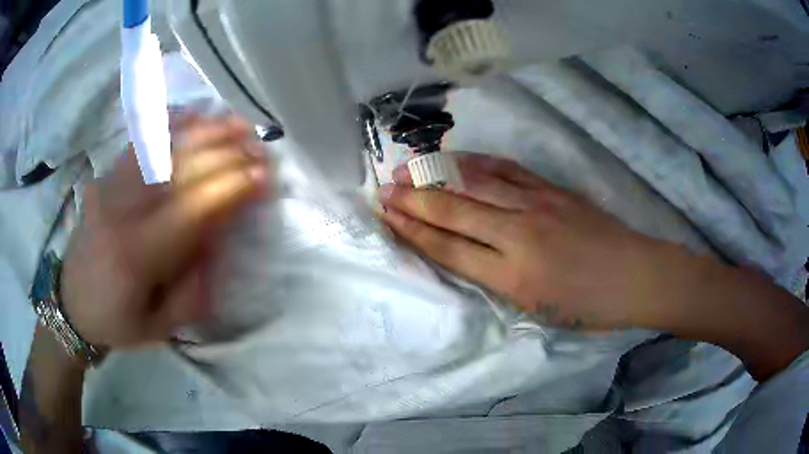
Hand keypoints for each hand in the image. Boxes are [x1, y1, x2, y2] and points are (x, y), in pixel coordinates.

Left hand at [61, 115, 270, 348]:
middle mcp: (121, 212)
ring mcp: (110, 187)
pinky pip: (141, 142)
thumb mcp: (161, 325)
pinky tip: (194, 115)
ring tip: (237, 122)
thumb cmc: (117, 322)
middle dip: (226, 153)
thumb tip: (219, 237)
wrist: (71, 305)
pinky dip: (170, 124)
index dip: (231, 187)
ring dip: (203, 130)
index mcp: (136, 256)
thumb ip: (193, 286)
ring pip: (162, 147)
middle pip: (179, 169)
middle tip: (260, 146)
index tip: (264, 177)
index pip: (191, 208)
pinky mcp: (105, 177)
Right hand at [377, 152, 664, 329]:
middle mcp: (519, 235)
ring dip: (437, 175)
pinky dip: (477, 163)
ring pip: (476, 183)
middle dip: (414, 200)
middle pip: (454, 211)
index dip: (414, 231)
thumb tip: (465, 254)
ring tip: (409, 168)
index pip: (449, 249)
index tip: (387, 216)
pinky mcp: (552, 189)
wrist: (635, 276)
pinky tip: (458, 159)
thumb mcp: (538, 310)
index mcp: (513, 277)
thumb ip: (498, 280)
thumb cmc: (589, 306)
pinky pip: (507, 170)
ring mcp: (537, 205)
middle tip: (384, 188)